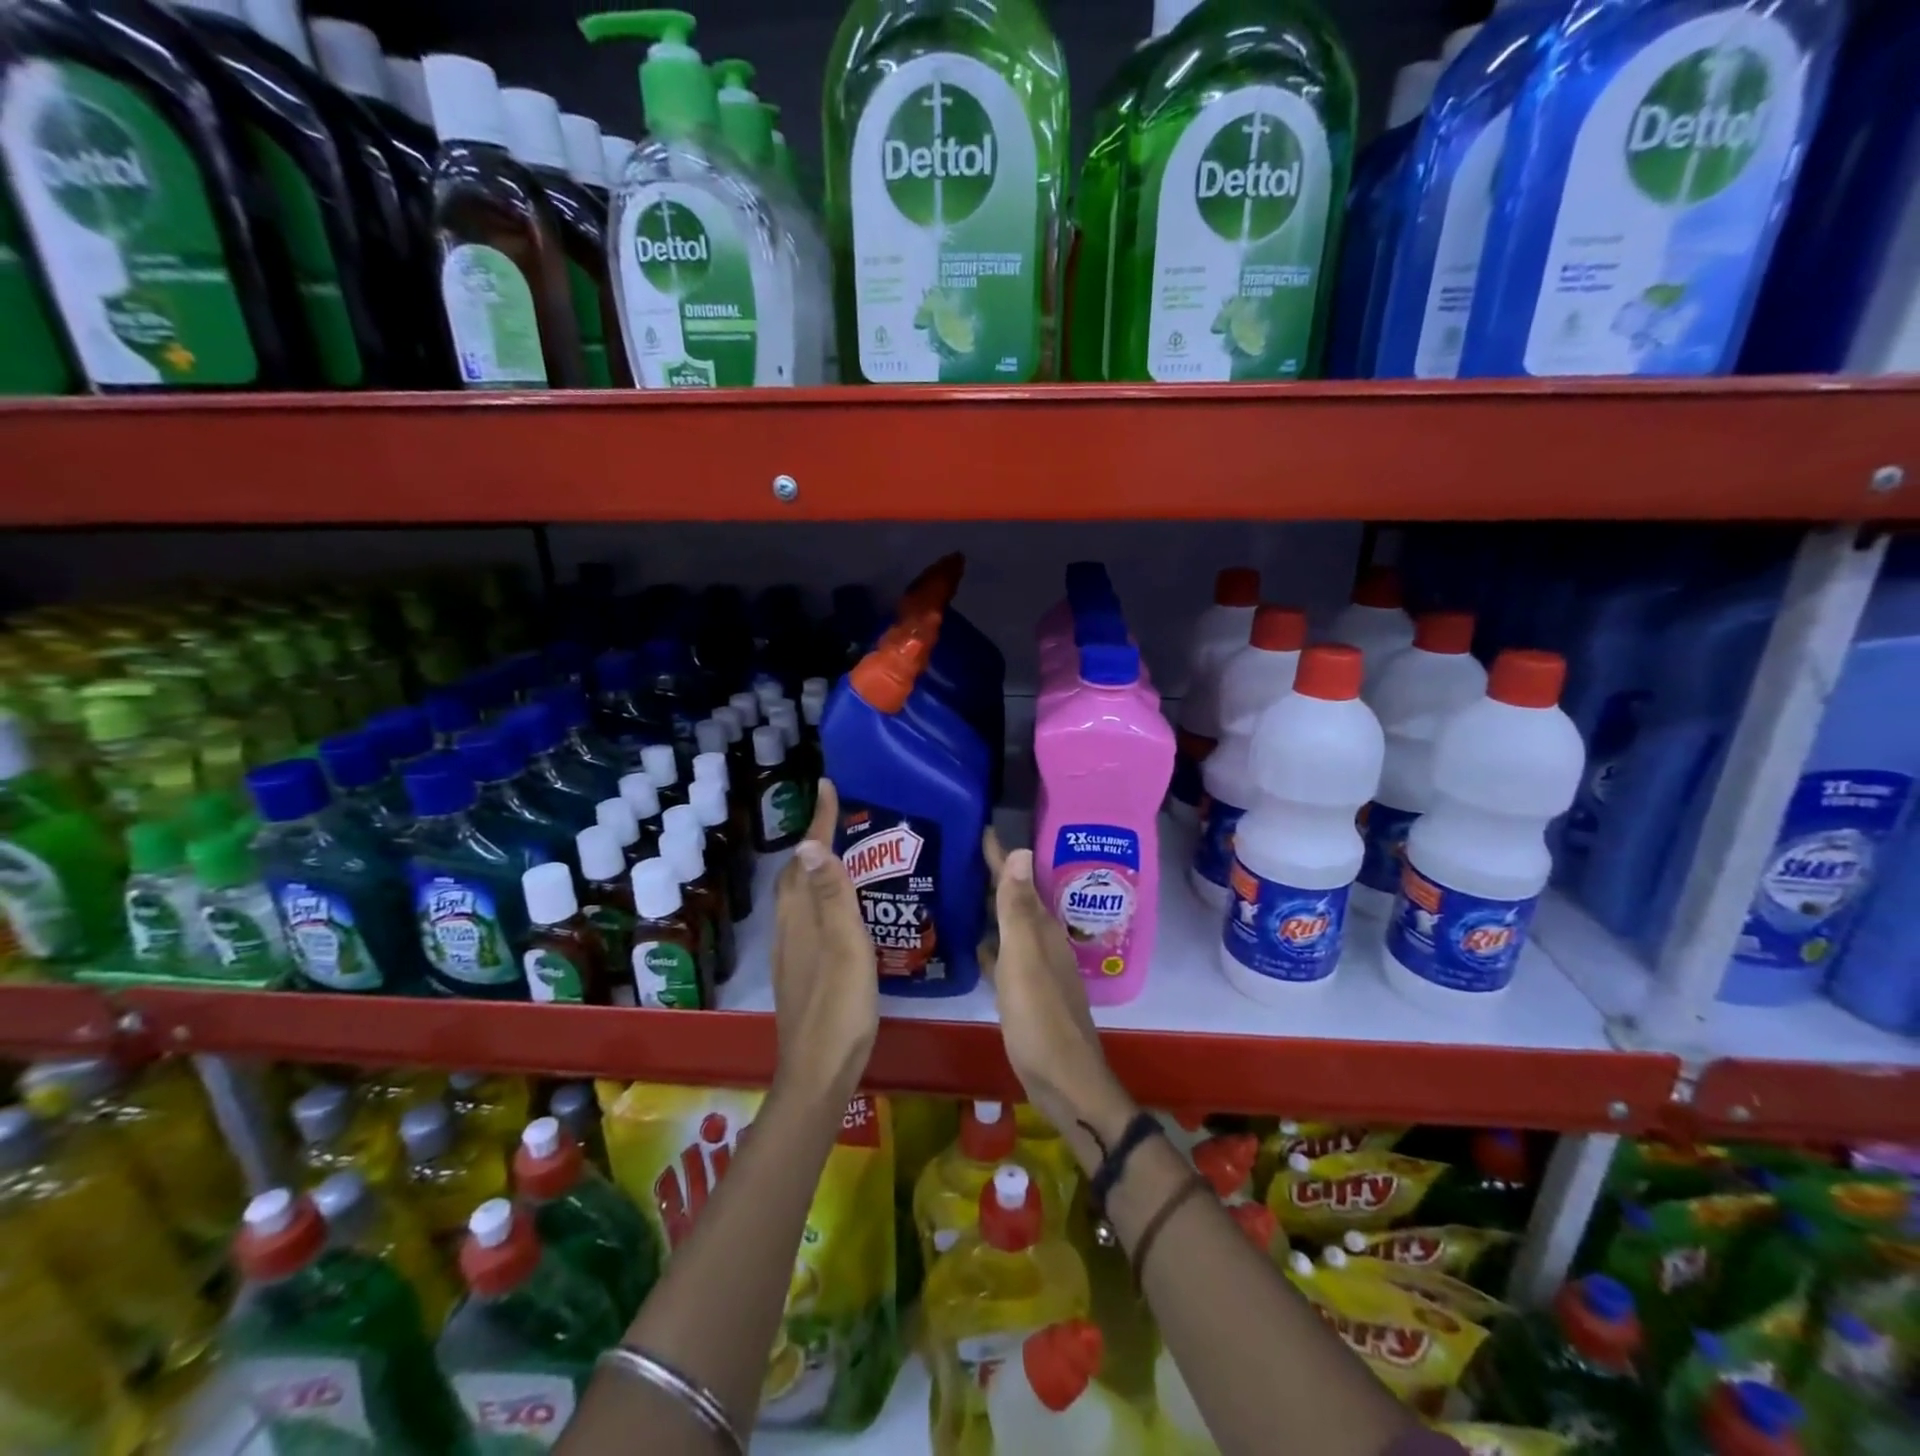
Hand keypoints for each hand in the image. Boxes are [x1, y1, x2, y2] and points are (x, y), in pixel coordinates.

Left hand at [771, 779, 877, 1109]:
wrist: (818, 1071)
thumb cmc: (839, 1007)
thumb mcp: (845, 948)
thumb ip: (832, 897)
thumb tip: (807, 842)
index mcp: (801, 917)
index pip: (807, 858)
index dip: (818, 821)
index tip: (828, 785)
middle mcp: (789, 928)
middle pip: (794, 874)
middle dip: (812, 840)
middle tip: (840, 819)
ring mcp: (791, 952)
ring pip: (797, 897)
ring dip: (814, 869)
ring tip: (843, 856)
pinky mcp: (799, 971)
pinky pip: (805, 917)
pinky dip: (818, 897)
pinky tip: (840, 911)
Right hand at [982, 830, 1134, 1155]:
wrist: (1064, 1081)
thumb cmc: (1040, 1018)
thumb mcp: (1024, 960)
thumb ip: (1018, 910)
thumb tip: (1022, 850)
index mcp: (1041, 930)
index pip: (1018, 880)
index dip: (1000, 855)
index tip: (978, 827)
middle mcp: (1041, 942)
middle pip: (1015, 900)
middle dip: (993, 876)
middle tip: (958, 854)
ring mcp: (1034, 968)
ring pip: (1009, 926)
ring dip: (989, 908)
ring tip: (959, 890)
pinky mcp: (1025, 993)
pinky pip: (1003, 955)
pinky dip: (990, 943)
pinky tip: (972, 943)